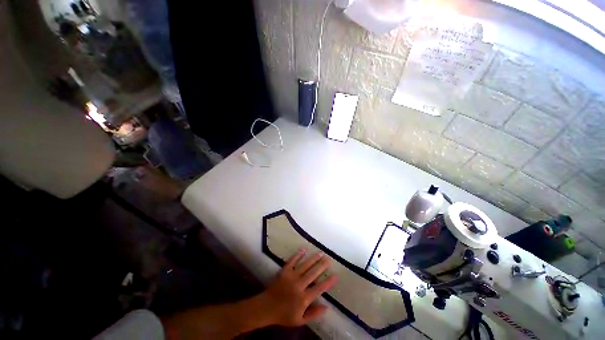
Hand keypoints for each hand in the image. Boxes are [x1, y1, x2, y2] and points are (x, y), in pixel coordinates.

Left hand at [258, 249, 337, 326]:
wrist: (267, 308)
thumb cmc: (284, 315)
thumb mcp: (300, 321)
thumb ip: (313, 314)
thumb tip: (327, 307)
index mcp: (304, 298)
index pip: (319, 288)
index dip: (328, 282)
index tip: (336, 275)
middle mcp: (299, 285)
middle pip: (313, 273)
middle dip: (322, 265)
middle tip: (329, 259)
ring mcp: (291, 277)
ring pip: (305, 266)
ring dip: (313, 258)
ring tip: (320, 253)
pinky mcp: (284, 271)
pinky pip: (292, 261)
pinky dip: (297, 255)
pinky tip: (303, 249)